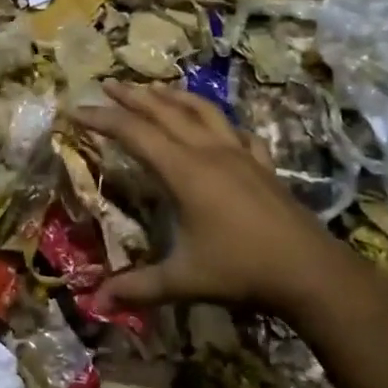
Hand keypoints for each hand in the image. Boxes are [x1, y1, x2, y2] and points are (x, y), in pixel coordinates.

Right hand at [74, 82, 359, 318]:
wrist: (311, 272)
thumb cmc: (242, 270)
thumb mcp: (184, 280)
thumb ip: (138, 287)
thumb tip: (96, 303)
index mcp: (184, 170)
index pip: (134, 133)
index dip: (102, 119)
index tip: (76, 109)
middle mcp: (209, 151)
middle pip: (165, 111)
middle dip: (133, 96)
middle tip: (108, 84)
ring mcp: (239, 154)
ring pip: (201, 110)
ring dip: (173, 96)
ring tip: (154, 88)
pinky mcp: (262, 164)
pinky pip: (236, 130)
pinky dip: (219, 120)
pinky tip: (217, 125)